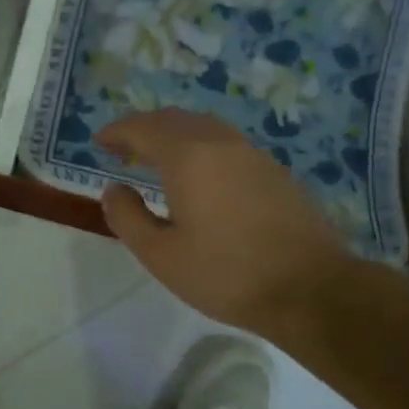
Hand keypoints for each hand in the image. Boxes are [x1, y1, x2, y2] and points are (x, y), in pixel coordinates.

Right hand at [97, 110, 350, 339]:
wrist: (310, 289)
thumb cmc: (226, 274)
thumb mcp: (161, 255)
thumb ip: (128, 217)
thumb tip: (114, 190)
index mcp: (189, 157)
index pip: (144, 128)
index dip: (117, 132)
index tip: (99, 143)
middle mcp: (221, 143)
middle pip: (175, 120)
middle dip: (144, 129)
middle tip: (123, 150)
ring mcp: (253, 154)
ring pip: (204, 128)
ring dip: (174, 136)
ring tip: (156, 160)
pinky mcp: (275, 171)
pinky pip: (226, 144)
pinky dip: (200, 147)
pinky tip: (199, 176)